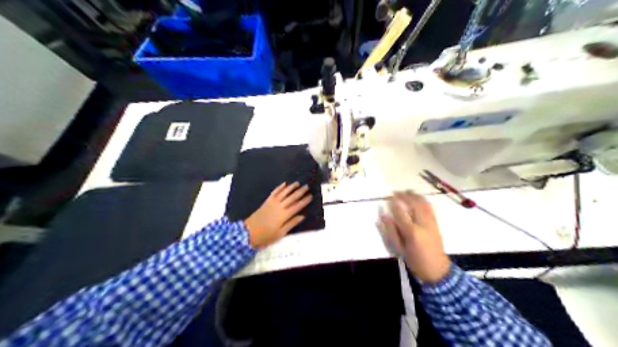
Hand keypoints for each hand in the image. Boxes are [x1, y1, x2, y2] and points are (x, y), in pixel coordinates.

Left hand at [244, 183, 314, 247]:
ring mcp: (272, 203)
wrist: (248, 232)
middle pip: (292, 197)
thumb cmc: (266, 235)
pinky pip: (274, 192)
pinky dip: (279, 187)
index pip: (297, 206)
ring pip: (284, 192)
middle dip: (300, 191)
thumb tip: (302, 216)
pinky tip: (284, 184)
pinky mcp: (266, 201)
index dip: (305, 201)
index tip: (311, 196)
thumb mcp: (280, 233)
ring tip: (298, 183)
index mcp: (284, 215)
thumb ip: (292, 223)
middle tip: (307, 186)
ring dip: (291, 187)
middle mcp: (280, 206)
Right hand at [379, 191, 451, 282]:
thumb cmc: (414, 260)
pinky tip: (418, 197)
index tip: (388, 197)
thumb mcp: (399, 249)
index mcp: (412, 232)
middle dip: (404, 196)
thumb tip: (383, 215)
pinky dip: (423, 200)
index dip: (394, 203)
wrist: (436, 269)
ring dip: (414, 196)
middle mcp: (423, 224)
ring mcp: (431, 223)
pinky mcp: (436, 223)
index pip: (401, 213)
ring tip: (406, 191)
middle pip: (414, 204)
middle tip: (396, 192)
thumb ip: (391, 231)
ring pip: (423, 204)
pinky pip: (430, 208)